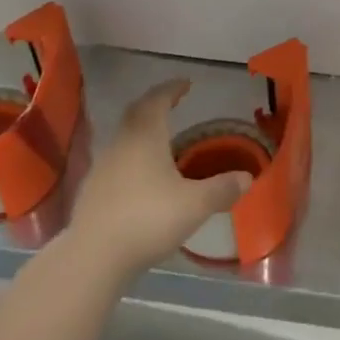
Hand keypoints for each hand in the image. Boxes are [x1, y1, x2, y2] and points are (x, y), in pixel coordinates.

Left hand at [67, 79, 246, 282]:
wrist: (94, 256)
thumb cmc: (148, 219)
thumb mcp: (195, 205)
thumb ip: (222, 189)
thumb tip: (247, 177)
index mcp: (145, 137)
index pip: (158, 100)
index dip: (172, 89)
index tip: (185, 83)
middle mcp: (122, 143)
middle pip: (136, 112)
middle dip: (154, 103)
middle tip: (171, 102)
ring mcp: (103, 165)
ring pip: (124, 135)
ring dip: (141, 129)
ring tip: (160, 138)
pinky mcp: (92, 188)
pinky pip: (116, 159)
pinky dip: (131, 154)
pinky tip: (141, 174)